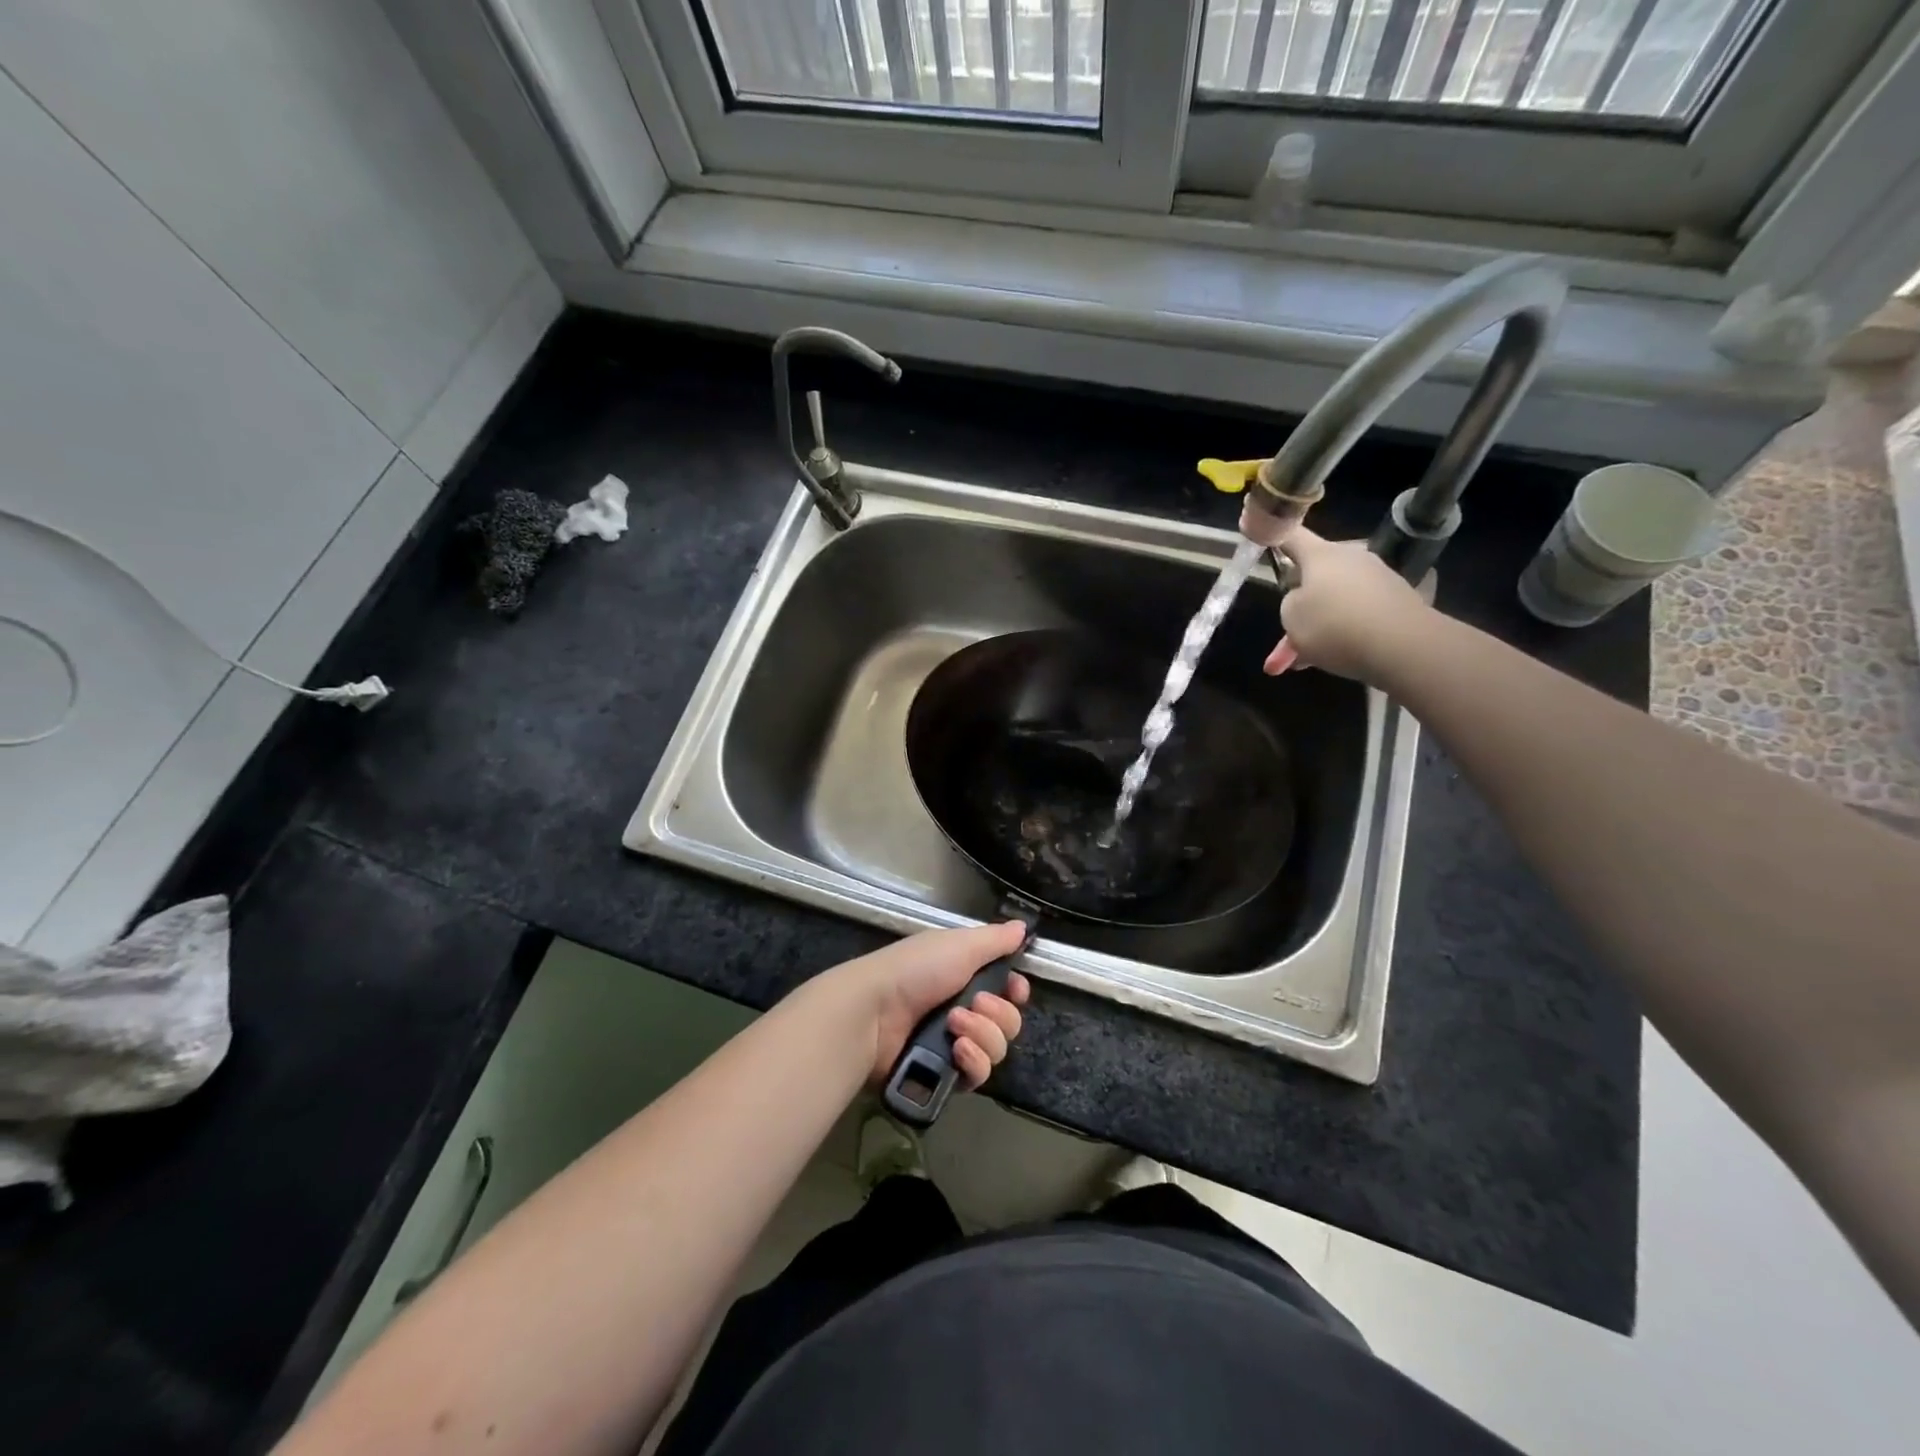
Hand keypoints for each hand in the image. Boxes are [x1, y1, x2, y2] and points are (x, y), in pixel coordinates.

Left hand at [823, 923, 1031, 1090]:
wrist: (873, 1012)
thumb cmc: (915, 969)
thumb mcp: (959, 945)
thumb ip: (995, 939)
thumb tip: (1023, 926)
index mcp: (964, 975)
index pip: (1007, 989)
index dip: (1016, 991)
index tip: (1015, 989)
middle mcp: (963, 1009)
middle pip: (1008, 1021)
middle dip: (998, 1013)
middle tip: (974, 1004)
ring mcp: (953, 1044)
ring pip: (997, 1049)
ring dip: (983, 1035)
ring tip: (954, 1026)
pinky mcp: (944, 1074)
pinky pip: (978, 1075)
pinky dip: (973, 1062)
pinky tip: (956, 1051)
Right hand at [1266, 525, 1430, 680]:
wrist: (1402, 646)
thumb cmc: (1333, 625)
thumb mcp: (1291, 617)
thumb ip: (1291, 602)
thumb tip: (1305, 599)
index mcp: (1321, 554)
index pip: (1292, 536)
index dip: (1276, 537)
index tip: (1266, 540)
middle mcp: (1352, 558)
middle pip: (1317, 575)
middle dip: (1301, 603)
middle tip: (1288, 633)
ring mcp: (1379, 578)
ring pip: (1337, 600)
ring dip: (1321, 624)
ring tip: (1304, 660)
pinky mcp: (1399, 601)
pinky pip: (1359, 614)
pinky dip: (1344, 632)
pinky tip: (1334, 659)